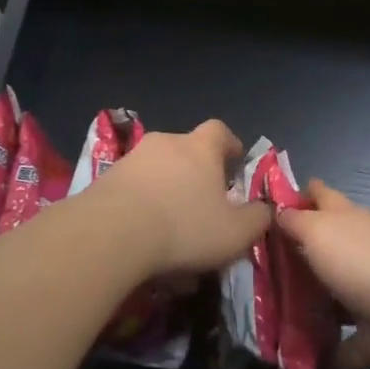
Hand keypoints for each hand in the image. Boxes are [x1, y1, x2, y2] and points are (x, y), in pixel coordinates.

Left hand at [94, 120, 269, 277]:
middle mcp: (166, 143)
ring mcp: (131, 159)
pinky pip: (131, 189)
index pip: (219, 131)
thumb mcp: (236, 232)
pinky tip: (142, 237)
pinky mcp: (104, 180)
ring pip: (156, 170)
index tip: (234, 160)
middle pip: (185, 149)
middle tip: (203, 200)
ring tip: (170, 226)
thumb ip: (257, 218)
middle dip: (195, 171)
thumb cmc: (184, 226)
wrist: (111, 234)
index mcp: (200, 147)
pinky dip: (140, 206)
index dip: (229, 144)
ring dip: (165, 190)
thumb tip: (265, 209)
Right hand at [276, 181, 369, 368]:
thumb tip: (279, 212)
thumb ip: (295, 222)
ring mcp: (367, 296)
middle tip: (252, 276)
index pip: (321, 197)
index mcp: (345, 221)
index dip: (298, 196)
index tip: (265, 207)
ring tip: (268, 326)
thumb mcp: (319, 231)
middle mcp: (357, 253)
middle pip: (321, 251)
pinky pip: (346, 348)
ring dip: (307, 313)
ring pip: (331, 302)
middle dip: (292, 261)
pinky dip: (328, 361)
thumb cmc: (363, 262)